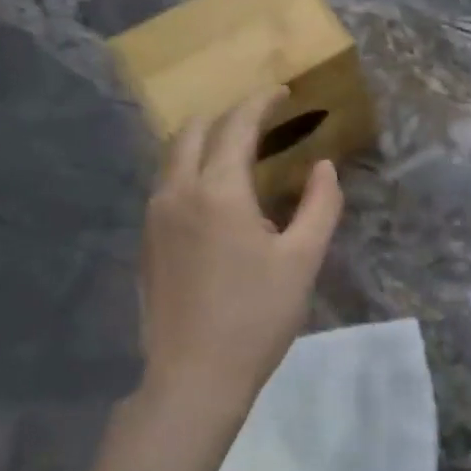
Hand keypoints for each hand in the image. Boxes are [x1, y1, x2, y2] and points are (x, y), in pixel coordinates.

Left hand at [136, 87, 342, 414]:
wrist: (193, 378)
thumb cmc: (256, 316)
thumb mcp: (303, 259)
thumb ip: (320, 204)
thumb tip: (323, 167)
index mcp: (218, 191)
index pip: (237, 126)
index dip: (260, 102)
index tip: (282, 92)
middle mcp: (177, 192)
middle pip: (195, 130)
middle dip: (229, 115)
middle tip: (263, 119)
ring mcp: (155, 217)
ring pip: (174, 155)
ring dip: (206, 139)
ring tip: (240, 148)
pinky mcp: (146, 242)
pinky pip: (167, 183)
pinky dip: (191, 167)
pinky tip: (216, 191)